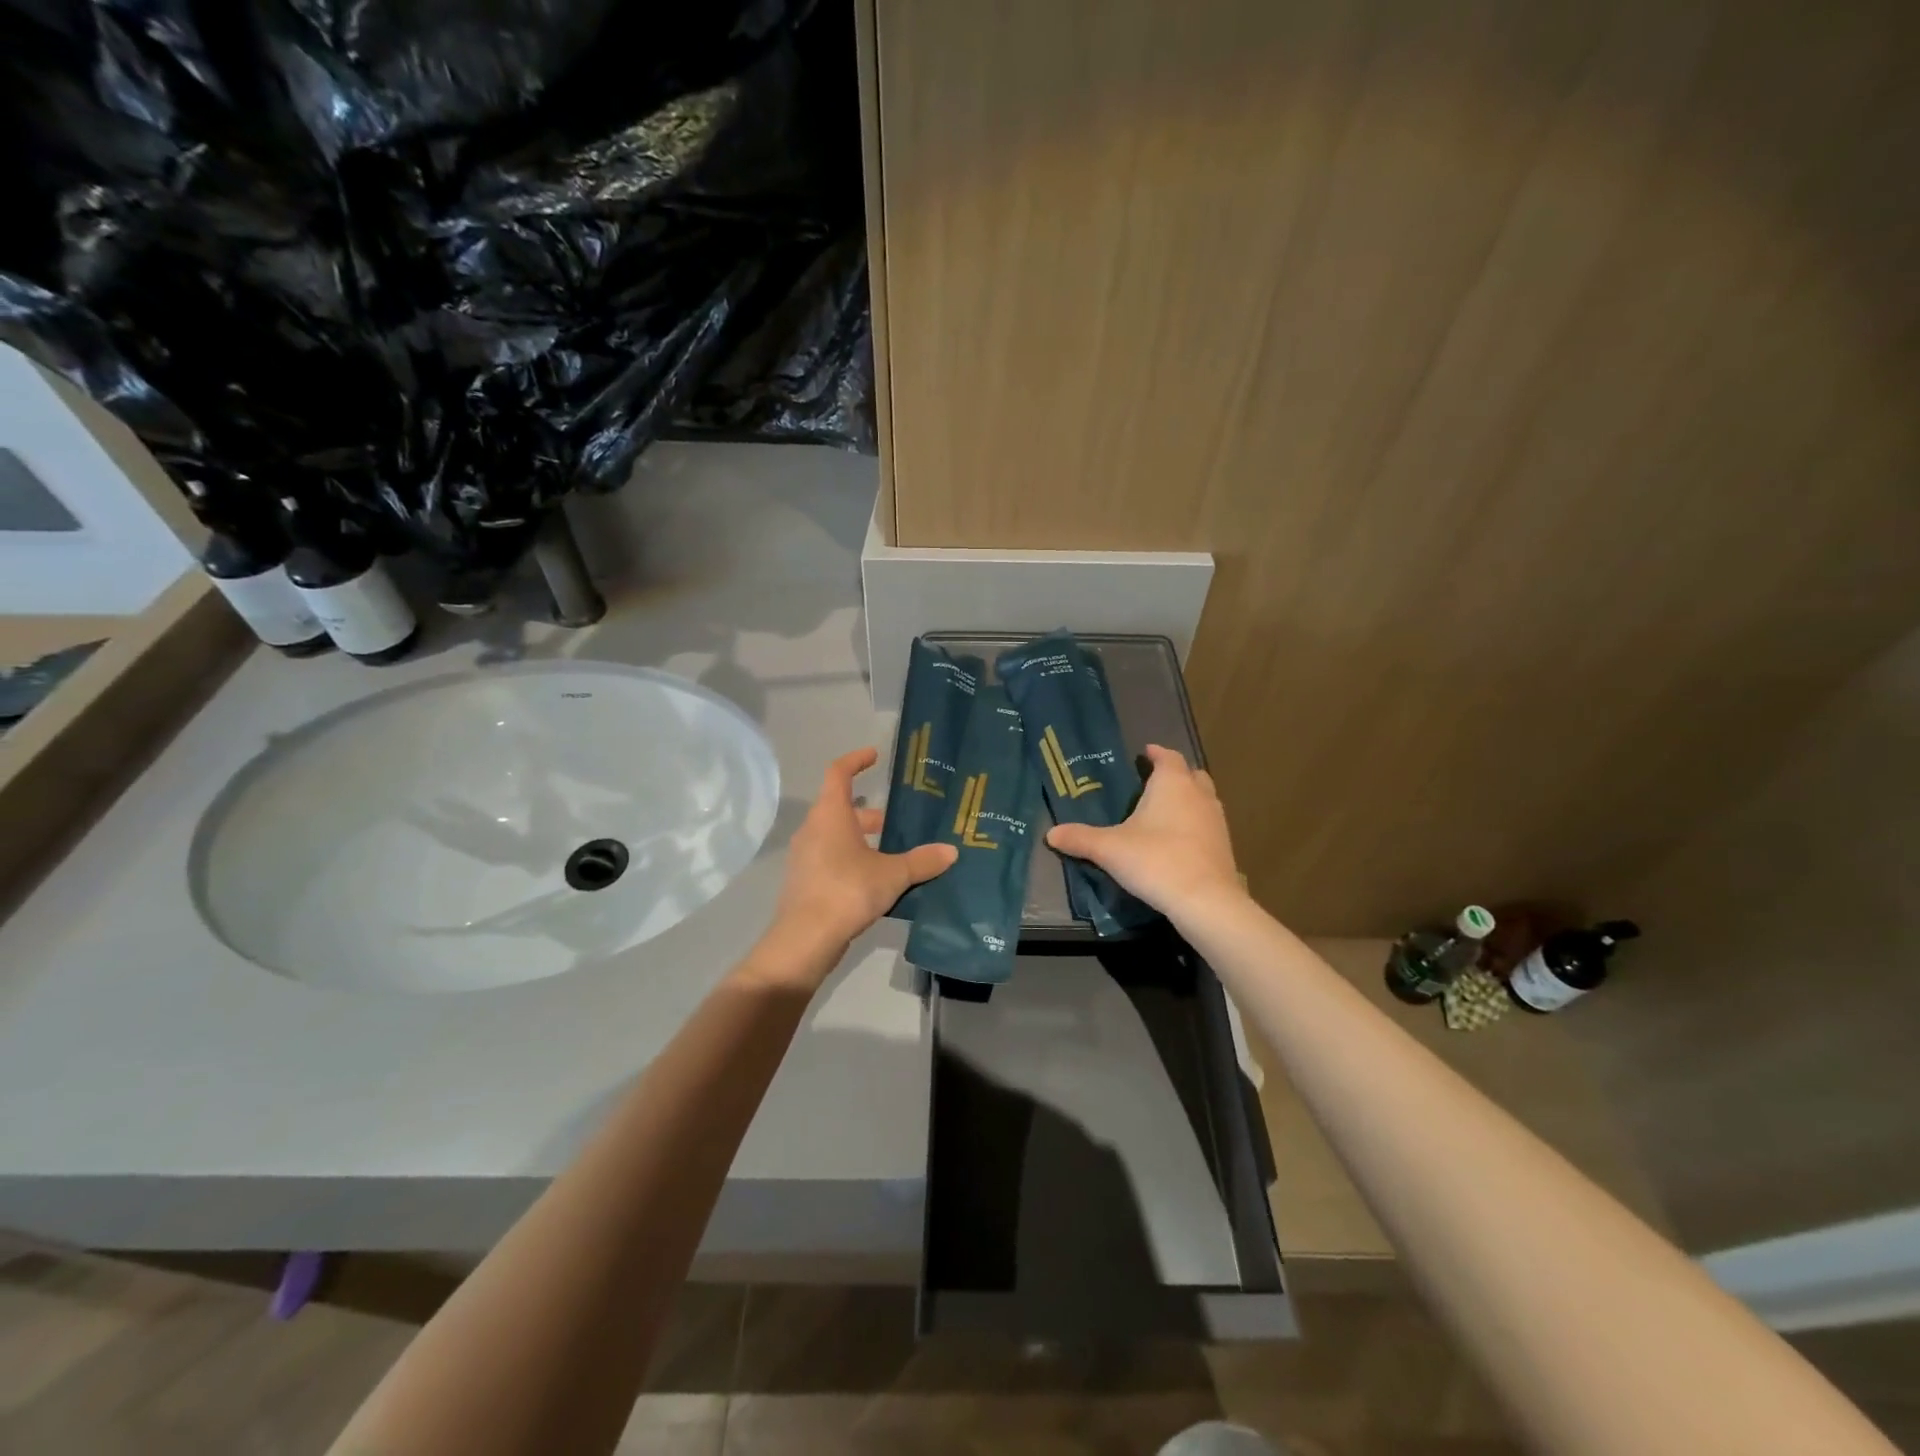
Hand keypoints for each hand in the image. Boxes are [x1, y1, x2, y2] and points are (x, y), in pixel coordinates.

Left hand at [761, 747, 957, 975]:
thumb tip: (951, 851)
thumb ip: (921, 861)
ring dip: (863, 840)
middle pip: (841, 809)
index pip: (838, 773)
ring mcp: (805, 856)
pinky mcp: (806, 881)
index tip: (874, 756)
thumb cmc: (847, 891)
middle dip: (871, 815)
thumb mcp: (892, 875)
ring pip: (837, 836)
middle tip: (898, 822)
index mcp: (830, 815)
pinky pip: (832, 859)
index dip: (856, 760)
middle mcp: (813, 829)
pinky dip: (853, 860)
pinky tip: (877, 881)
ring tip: (895, 854)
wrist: (805, 940)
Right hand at [1046, 744, 1245, 924]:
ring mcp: (1216, 819)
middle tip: (1153, 782)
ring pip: (1203, 798)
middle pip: (1191, 774)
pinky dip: (1195, 824)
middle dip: (1174, 774)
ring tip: (1164, 811)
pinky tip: (1178, 840)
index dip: (1156, 753)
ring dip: (1188, 799)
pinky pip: (1208, 823)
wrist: (1204, 900)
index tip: (1145, 753)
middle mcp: (1198, 794)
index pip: (1167, 757)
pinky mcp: (1224, 845)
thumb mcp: (1109, 849)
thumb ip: (1080, 838)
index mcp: (1172, 783)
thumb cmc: (1155, 860)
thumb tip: (1050, 834)